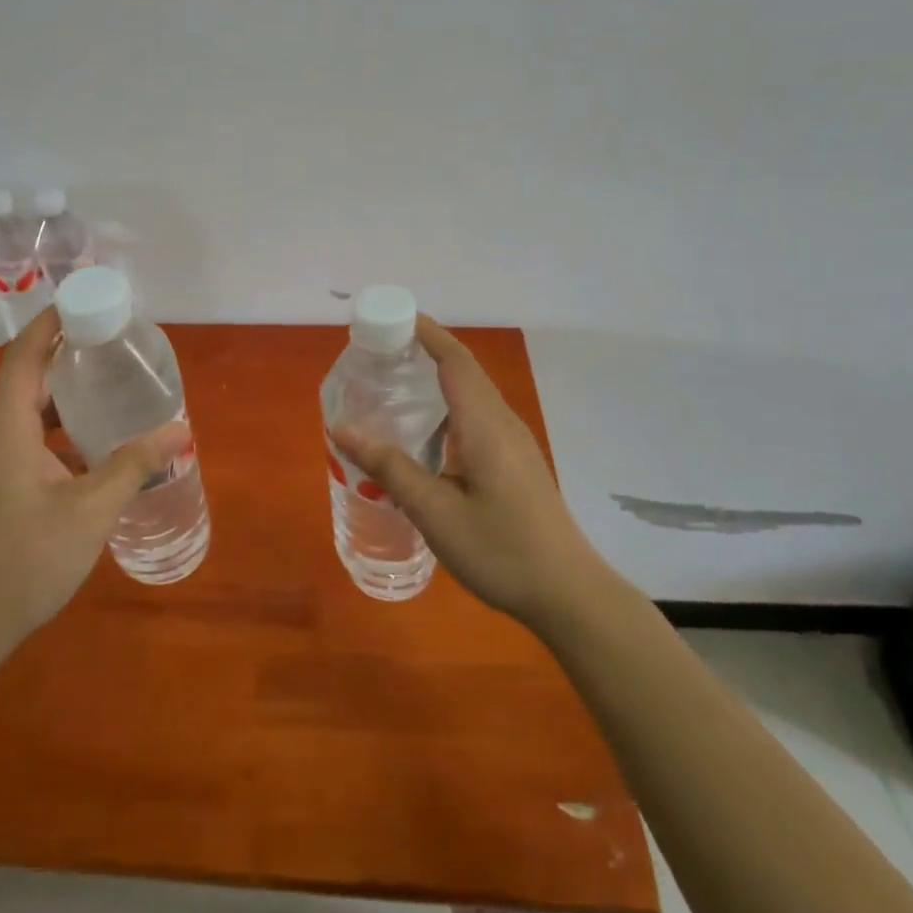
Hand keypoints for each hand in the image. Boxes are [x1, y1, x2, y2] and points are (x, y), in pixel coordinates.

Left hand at [0, 309, 190, 653]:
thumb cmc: (27, 560)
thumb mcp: (91, 509)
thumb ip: (135, 465)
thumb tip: (180, 430)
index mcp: (6, 430)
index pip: (24, 357)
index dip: (50, 323)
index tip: (84, 300)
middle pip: (25, 378)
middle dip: (63, 353)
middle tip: (108, 341)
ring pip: (25, 411)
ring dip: (61, 392)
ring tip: (106, 384)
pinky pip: (26, 438)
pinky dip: (57, 426)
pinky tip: (91, 444)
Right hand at [331, 316, 604, 634]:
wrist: (570, 595)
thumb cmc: (501, 550)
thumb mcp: (435, 512)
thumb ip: (390, 468)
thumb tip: (342, 429)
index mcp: (485, 425)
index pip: (455, 361)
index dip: (426, 332)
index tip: (391, 317)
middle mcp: (503, 424)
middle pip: (464, 371)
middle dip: (425, 351)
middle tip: (380, 354)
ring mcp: (514, 444)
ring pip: (472, 396)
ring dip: (437, 380)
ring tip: (396, 388)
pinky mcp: (517, 464)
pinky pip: (478, 418)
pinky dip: (448, 409)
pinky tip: (426, 437)